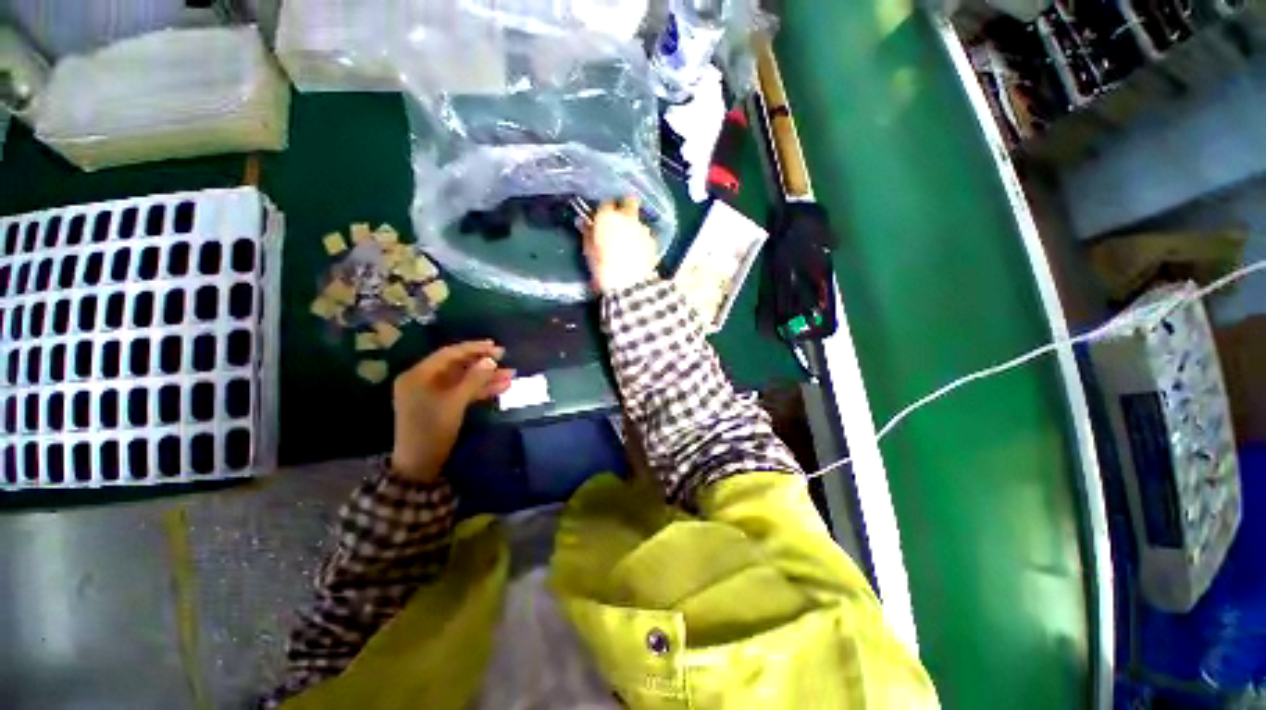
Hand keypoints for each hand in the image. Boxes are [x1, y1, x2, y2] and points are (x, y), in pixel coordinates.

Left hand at [390, 341, 514, 482]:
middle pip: (458, 366)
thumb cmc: (432, 429)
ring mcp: (433, 393)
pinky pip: (463, 391)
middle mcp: (424, 380)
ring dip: (486, 378)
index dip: (473, 348)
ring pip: (463, 379)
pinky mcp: (442, 404)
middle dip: (483, 364)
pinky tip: (501, 387)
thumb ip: (474, 379)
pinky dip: (480, 389)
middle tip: (505, 358)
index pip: (449, 354)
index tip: (495, 346)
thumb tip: (491, 360)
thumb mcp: (455, 402)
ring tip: (510, 375)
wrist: (420, 464)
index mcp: (418, 375)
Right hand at [583, 197, 659, 292]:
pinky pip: (646, 235)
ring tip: (630, 242)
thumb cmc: (603, 268)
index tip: (604, 219)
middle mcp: (627, 217)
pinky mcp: (652, 241)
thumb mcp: (589, 251)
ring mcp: (642, 228)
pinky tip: (638, 252)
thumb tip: (583, 222)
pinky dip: (642, 240)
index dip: (606, 210)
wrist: (628, 285)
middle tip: (621, 220)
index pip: (606, 203)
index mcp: (607, 218)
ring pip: (638, 220)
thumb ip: (587, 233)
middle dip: (626, 205)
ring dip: (634, 226)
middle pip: (629, 200)